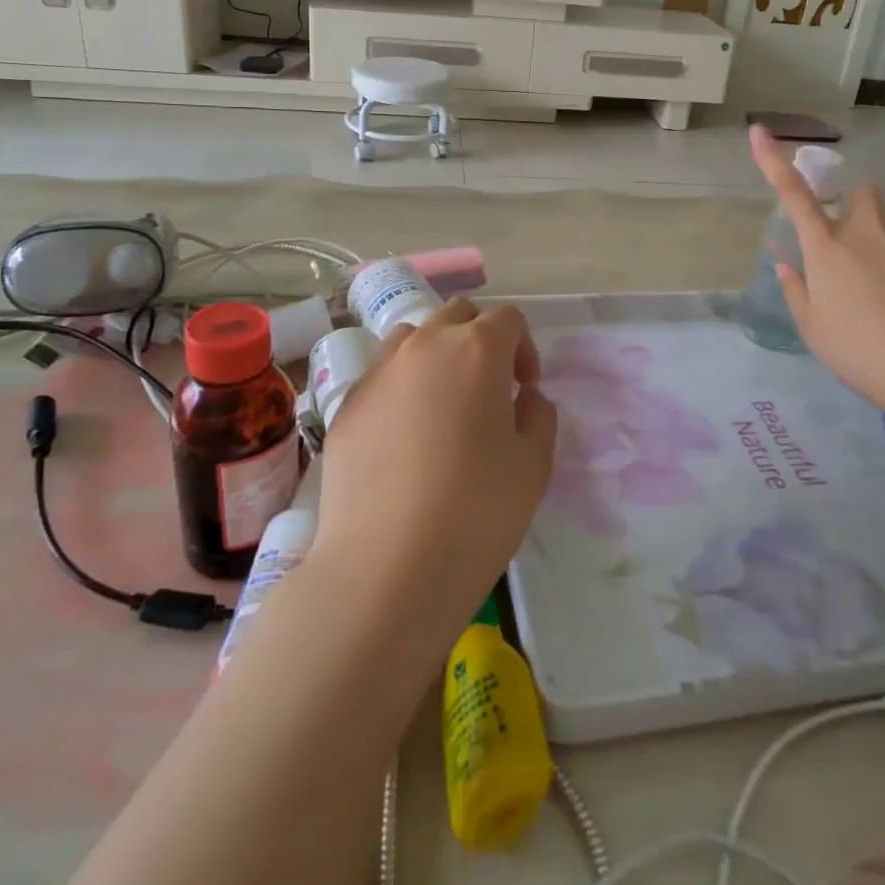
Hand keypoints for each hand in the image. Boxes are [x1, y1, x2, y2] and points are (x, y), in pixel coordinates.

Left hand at [312, 297, 557, 645]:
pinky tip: (403, 438)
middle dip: (480, 340)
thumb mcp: (534, 464)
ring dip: (436, 355)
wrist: (385, 568)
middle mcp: (424, 346)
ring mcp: (378, 373)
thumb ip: (538, 415)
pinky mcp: (345, 406)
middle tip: (489, 390)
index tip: (525, 390)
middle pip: (458, 316)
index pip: (508, 319)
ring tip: (442, 405)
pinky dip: (400, 388)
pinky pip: (380, 376)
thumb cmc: (477, 511)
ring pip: (413, 338)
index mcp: (477, 349)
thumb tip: (524, 397)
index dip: (524, 348)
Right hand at [749, 126, 884, 441]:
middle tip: (856, 250)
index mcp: (826, 247)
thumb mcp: (814, 328)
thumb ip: (797, 290)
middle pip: (861, 195)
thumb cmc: (860, 350)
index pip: (793, 194)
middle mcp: (867, 231)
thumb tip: (787, 264)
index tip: (759, 131)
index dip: (773, 161)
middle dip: (856, 210)